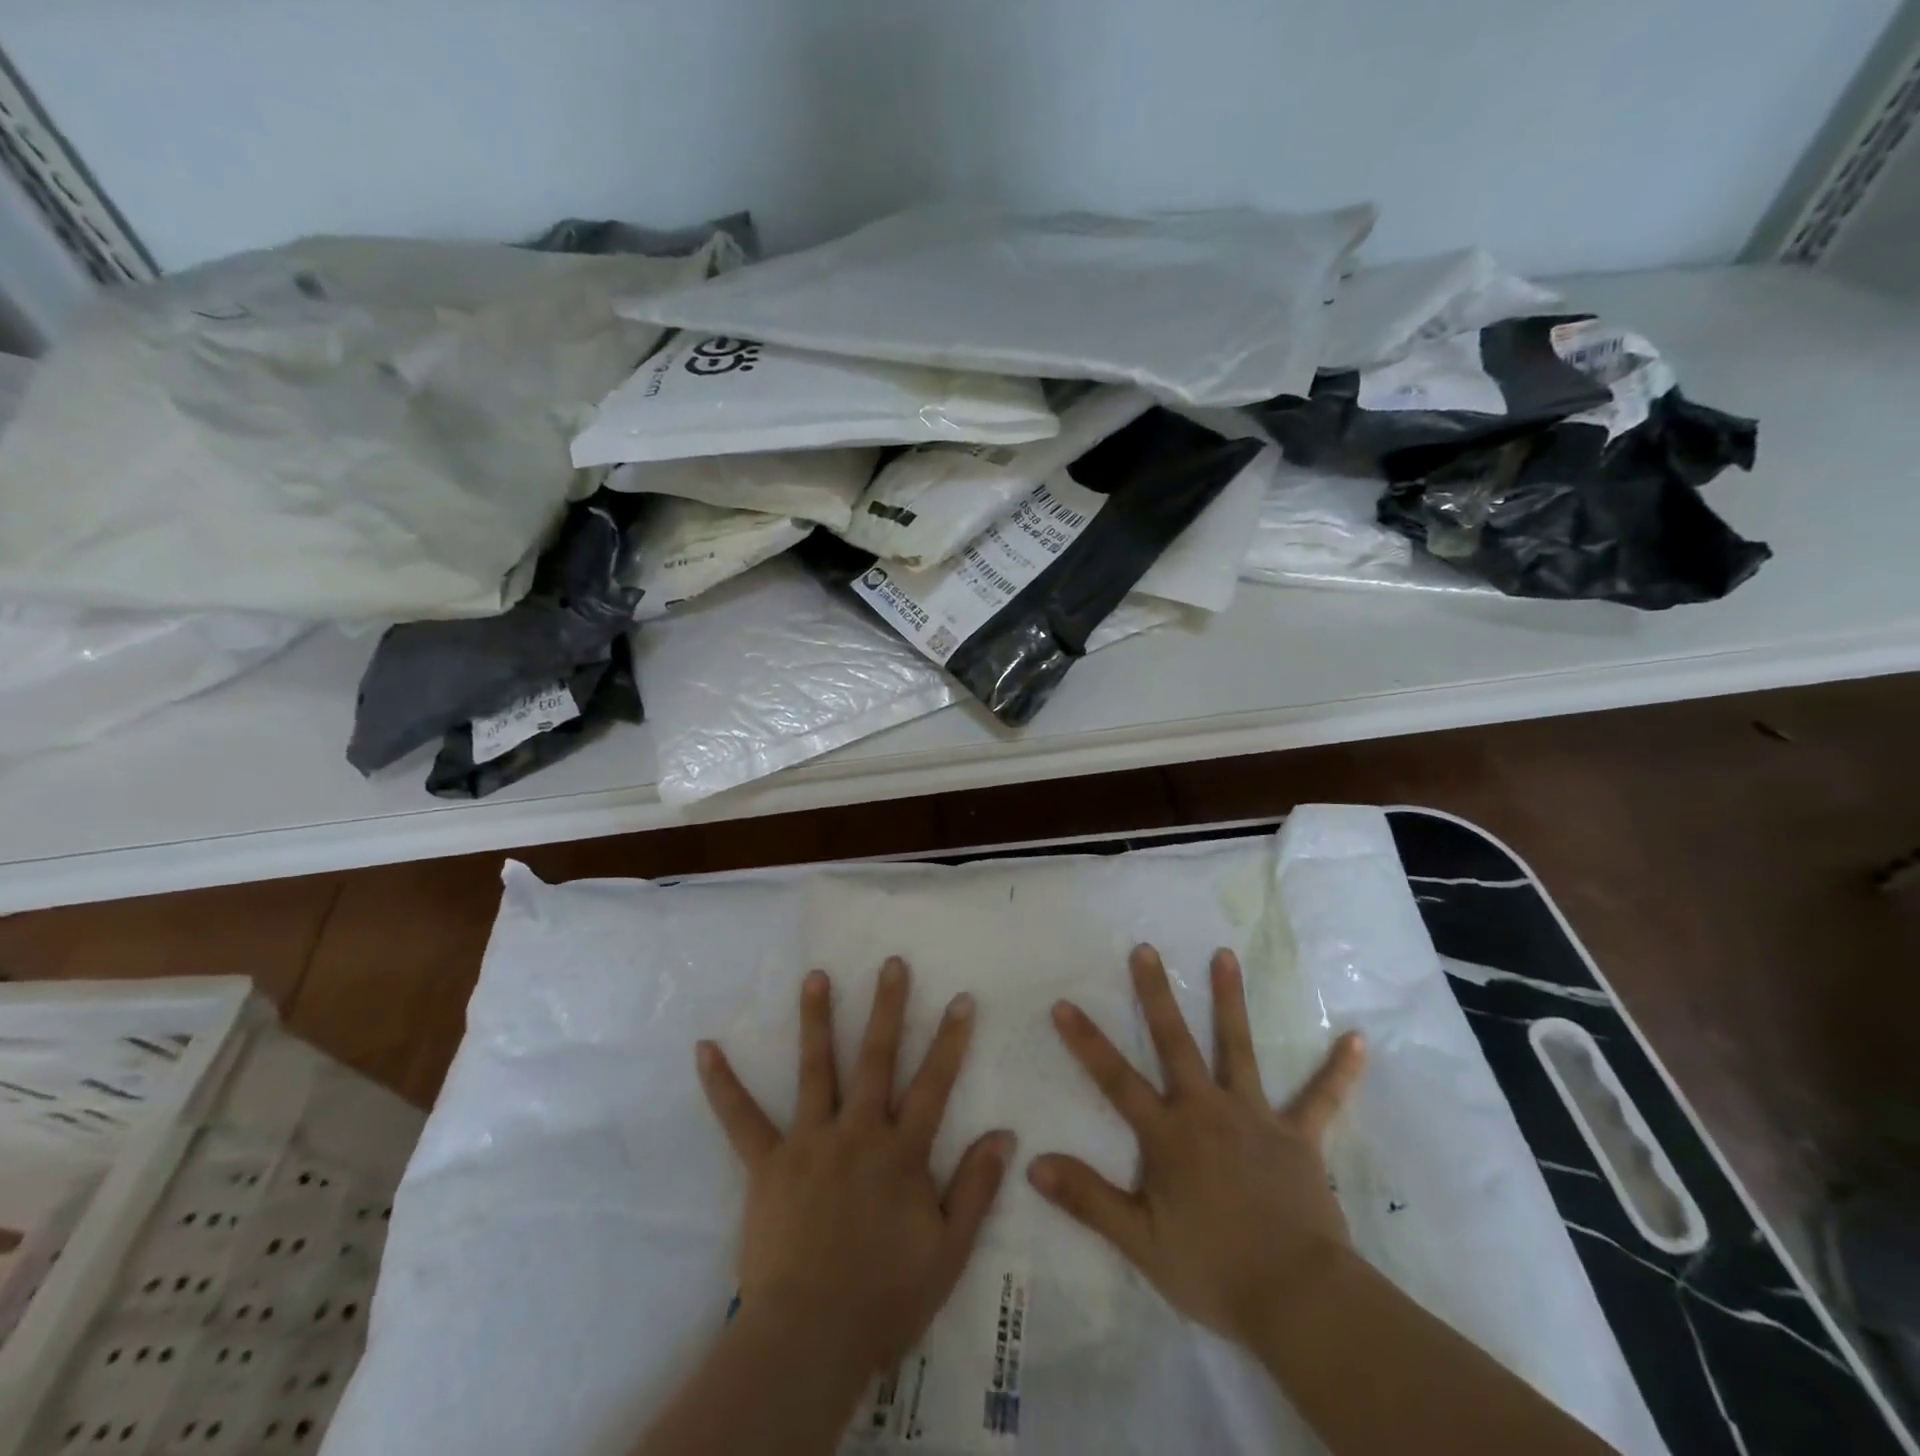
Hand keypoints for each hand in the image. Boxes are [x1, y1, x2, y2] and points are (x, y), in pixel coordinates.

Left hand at [695, 958, 1013, 1382]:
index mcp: (901, 1152)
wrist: (810, 1340)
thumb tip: (1004, 1134)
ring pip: (816, 1069)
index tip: (960, 999)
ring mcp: (809, 1142)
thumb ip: (976, 1188)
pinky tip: (705, 1048)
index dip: (950, 1041)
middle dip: (887, 1008)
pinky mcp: (767, 1163)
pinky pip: (741, 1119)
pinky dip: (722, 1084)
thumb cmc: (885, 1298)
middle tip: (892, 964)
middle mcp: (857, 1132)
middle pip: (876, 1059)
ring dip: (816, 1019)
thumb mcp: (948, 1251)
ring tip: (816, 976)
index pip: (934, 1084)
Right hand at [1028, 944, 1364, 1350]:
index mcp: (1168, 1135)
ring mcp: (1255, 1118)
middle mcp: (1207, 1110)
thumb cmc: (1214, 1270)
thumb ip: (1088, 1199)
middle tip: (1146, 948)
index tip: (1063, 1002)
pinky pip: (1320, 1099)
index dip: (1087, 1042)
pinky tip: (1358, 1041)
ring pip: (1237, 1049)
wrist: (1298, 1300)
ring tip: (1225, 955)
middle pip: (1174, 1043)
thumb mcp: (1140, 1242)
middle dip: (1156, 994)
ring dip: (1230, 1001)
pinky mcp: (1298, 1137)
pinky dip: (1338, 1071)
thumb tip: (1034, 1164)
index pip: (1116, 1080)